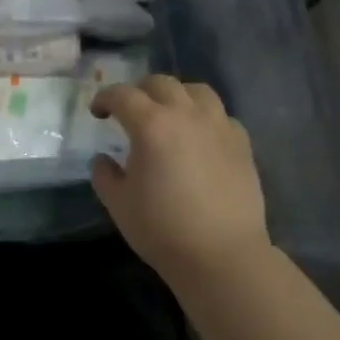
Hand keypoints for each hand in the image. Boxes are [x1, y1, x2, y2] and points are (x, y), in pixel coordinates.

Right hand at [90, 75, 270, 280]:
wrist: (222, 256)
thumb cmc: (162, 229)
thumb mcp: (118, 204)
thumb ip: (104, 175)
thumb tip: (104, 160)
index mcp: (151, 125)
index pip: (123, 95)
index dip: (105, 98)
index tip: (97, 112)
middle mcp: (186, 115)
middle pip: (161, 83)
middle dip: (140, 91)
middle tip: (130, 111)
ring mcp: (219, 126)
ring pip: (197, 91)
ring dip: (177, 96)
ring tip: (169, 115)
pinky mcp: (242, 144)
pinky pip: (222, 116)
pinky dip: (206, 118)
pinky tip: (200, 138)